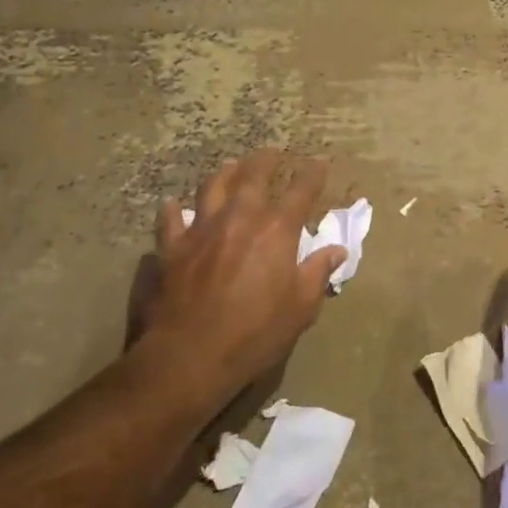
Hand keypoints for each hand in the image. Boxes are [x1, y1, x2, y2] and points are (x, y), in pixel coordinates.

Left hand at [139, 151, 344, 401]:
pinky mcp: (172, 247)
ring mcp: (202, 229)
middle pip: (254, 176)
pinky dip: (173, 210)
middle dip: (266, 160)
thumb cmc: (255, 333)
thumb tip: (337, 251)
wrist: (189, 355)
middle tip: (271, 152)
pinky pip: (170, 220)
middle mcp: (240, 218)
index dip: (312, 174)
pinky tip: (172, 205)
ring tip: (231, 165)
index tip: (318, 162)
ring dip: (225, 173)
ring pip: (213, 187)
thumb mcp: (300, 308)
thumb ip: (317, 273)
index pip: (301, 191)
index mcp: (277, 230)